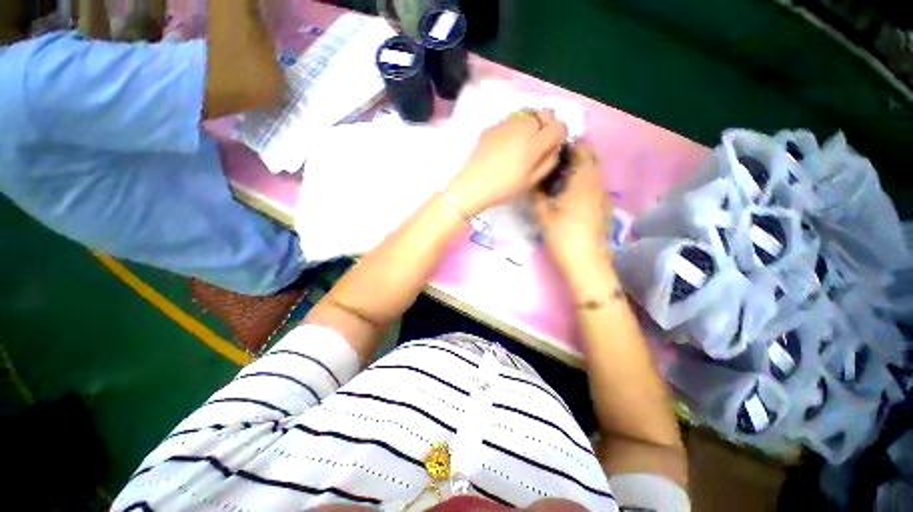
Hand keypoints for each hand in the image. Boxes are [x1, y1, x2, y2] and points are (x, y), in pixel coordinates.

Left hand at [445, 110, 567, 214]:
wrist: (472, 185)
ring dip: (532, 123)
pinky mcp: (492, 126)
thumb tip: (555, 147)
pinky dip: (516, 127)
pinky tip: (507, 143)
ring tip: (524, 142)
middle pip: (545, 113)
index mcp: (534, 142)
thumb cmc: (503, 188)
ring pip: (528, 113)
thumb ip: (548, 162)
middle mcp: (522, 127)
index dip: (560, 135)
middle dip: (548, 125)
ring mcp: (505, 124)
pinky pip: (511, 119)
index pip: (559, 126)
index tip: (554, 146)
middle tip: (540, 142)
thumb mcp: (530, 182)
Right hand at [532, 143, 612, 269]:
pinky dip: (583, 182)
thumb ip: (537, 194)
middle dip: (573, 157)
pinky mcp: (604, 207)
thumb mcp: (543, 215)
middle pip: (590, 159)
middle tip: (552, 166)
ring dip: (578, 170)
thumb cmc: (563, 237)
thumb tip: (532, 181)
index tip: (551, 151)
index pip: (582, 150)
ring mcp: (603, 196)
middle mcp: (597, 184)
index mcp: (583, 182)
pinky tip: (569, 195)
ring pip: (593, 173)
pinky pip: (595, 185)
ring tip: (558, 179)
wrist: (586, 263)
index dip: (568, 146)